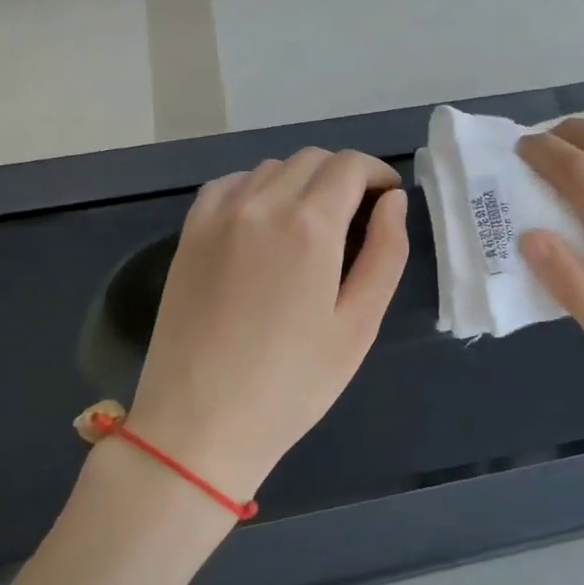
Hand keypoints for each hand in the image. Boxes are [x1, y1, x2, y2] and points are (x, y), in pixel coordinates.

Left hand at [122, 149, 408, 500]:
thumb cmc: (293, 383)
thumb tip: (394, 202)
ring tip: (314, 223)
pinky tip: (264, 222)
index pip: (350, 166)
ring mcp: (219, 215)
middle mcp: (262, 204)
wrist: (200, 424)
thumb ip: (386, 253)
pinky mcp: (189, 233)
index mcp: (311, 226)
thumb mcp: (359, 325)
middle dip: (344, 176)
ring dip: (303, 180)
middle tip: (358, 215)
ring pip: (272, 168)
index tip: (389, 197)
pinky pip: (231, 185)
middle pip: (313, 159)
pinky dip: (258, 188)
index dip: (377, 173)